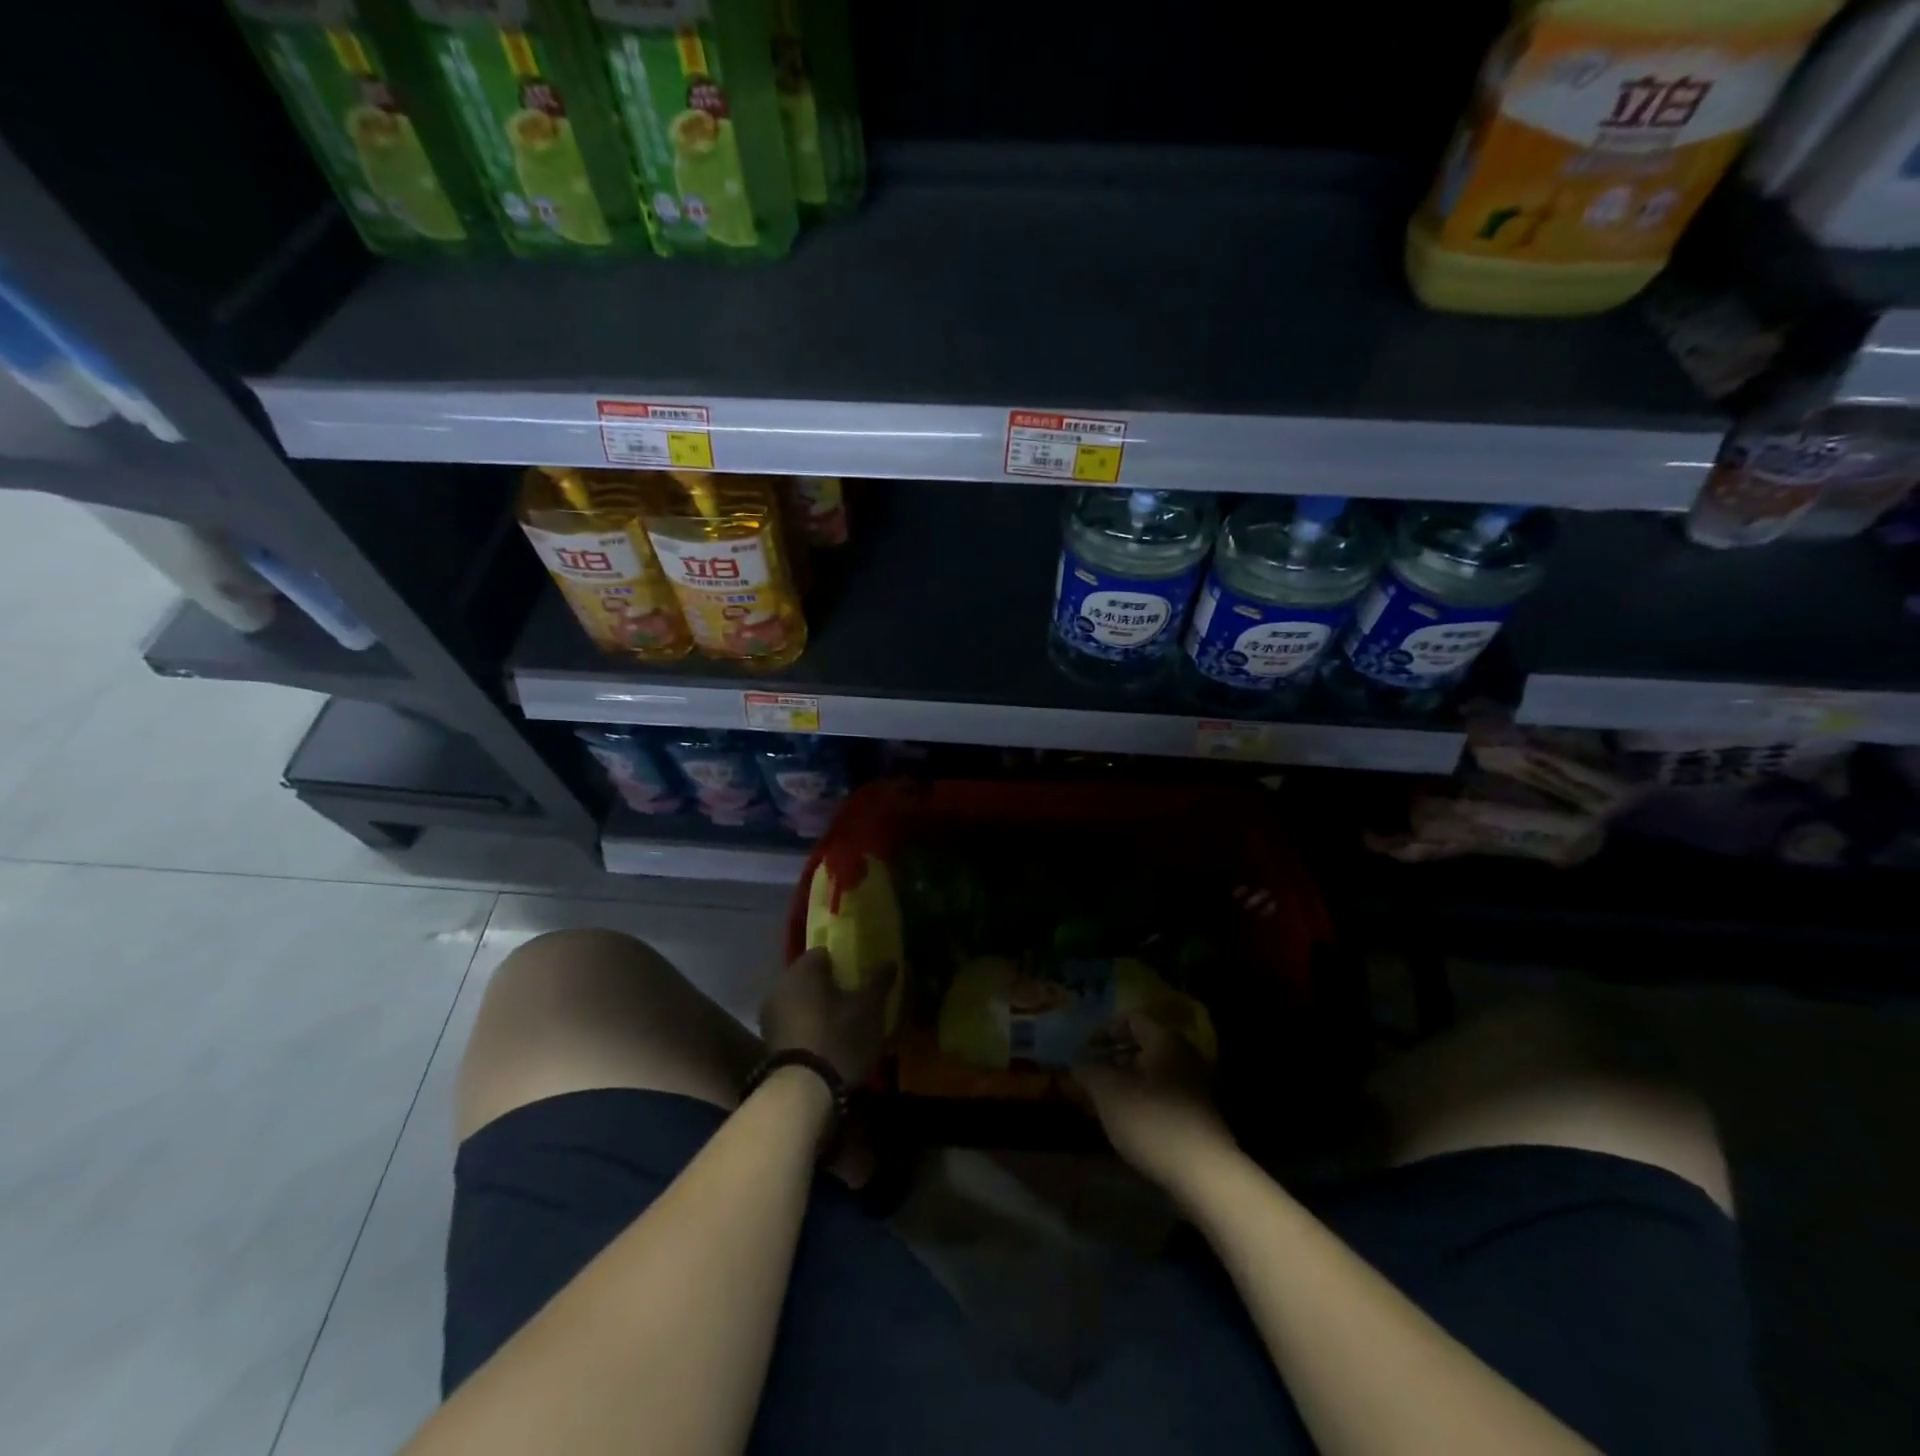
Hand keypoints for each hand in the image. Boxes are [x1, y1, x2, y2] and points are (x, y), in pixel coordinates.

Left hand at [760, 949, 895, 1084]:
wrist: (804, 1093)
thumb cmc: (839, 1038)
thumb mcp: (869, 1008)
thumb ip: (879, 981)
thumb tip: (890, 961)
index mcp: (802, 970)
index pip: (825, 953)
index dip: (846, 962)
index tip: (862, 975)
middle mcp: (780, 987)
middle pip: (812, 979)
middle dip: (833, 987)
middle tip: (858, 1000)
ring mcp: (771, 1017)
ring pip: (803, 1003)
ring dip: (821, 1009)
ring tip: (847, 1025)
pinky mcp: (770, 1044)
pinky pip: (796, 1025)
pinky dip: (811, 1029)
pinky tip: (830, 1044)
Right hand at [1074, 1011, 1234, 1191]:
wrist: (1204, 1174)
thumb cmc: (1151, 1121)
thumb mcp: (1108, 1092)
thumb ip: (1088, 1071)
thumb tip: (1078, 1062)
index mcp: (1164, 1040)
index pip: (1131, 1018)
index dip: (1104, 1030)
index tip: (1085, 1050)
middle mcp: (1184, 1056)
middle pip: (1142, 1046)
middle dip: (1112, 1059)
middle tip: (1090, 1076)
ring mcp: (1194, 1087)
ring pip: (1151, 1074)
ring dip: (1124, 1083)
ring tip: (1101, 1102)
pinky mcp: (1197, 1115)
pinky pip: (1162, 1096)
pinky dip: (1141, 1101)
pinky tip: (1125, 1122)